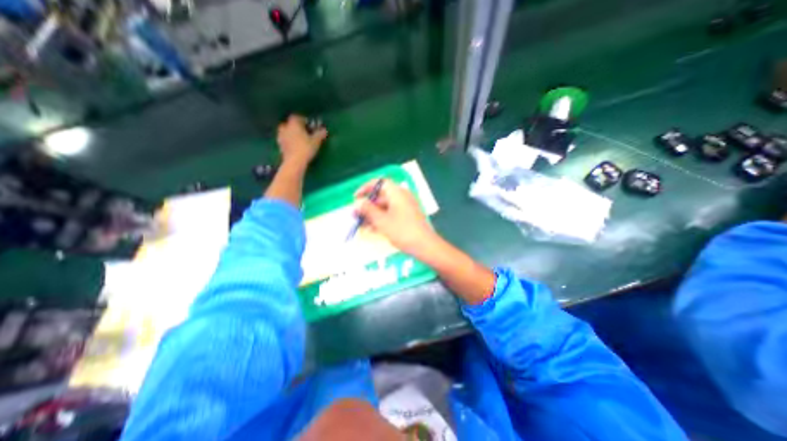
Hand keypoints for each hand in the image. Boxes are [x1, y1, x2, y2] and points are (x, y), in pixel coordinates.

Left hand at [276, 116, 326, 166]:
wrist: (294, 161)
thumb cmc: (306, 148)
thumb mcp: (316, 141)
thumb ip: (320, 134)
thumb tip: (324, 130)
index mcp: (293, 123)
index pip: (297, 117)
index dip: (303, 120)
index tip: (310, 125)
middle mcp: (285, 127)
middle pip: (289, 124)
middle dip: (296, 127)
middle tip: (304, 132)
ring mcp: (281, 136)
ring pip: (286, 132)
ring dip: (291, 134)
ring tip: (299, 140)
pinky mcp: (280, 146)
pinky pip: (285, 140)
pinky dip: (289, 141)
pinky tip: (295, 146)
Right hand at [356, 178, 439, 255]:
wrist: (425, 246)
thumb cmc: (402, 231)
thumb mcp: (382, 221)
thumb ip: (368, 210)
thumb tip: (357, 202)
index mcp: (397, 193)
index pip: (379, 183)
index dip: (366, 188)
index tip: (356, 197)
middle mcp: (402, 197)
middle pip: (381, 196)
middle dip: (367, 206)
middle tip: (356, 215)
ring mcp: (406, 207)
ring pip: (385, 207)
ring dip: (372, 214)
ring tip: (361, 225)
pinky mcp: (408, 217)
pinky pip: (391, 214)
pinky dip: (381, 219)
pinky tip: (372, 229)